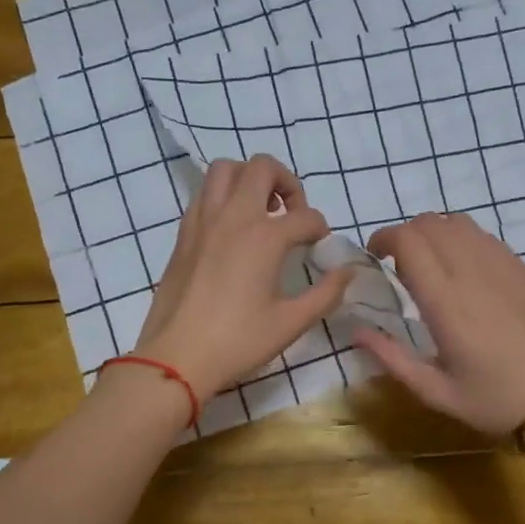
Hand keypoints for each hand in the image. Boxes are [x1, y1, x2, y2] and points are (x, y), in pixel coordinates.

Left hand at [135, 155, 352, 399]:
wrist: (176, 356)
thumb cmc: (238, 341)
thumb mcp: (291, 322)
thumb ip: (326, 293)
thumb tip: (348, 272)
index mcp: (264, 237)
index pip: (306, 216)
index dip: (320, 230)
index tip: (319, 248)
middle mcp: (233, 216)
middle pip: (263, 167)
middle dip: (286, 182)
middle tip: (292, 213)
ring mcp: (203, 220)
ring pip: (226, 168)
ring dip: (249, 179)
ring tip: (261, 211)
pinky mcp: (183, 233)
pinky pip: (204, 193)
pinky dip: (223, 196)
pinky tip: (232, 229)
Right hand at [357, 213, 524, 434]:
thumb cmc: (493, 402)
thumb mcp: (435, 391)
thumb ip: (391, 358)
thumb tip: (356, 330)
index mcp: (446, 302)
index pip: (409, 241)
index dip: (385, 238)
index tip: (375, 256)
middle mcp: (472, 273)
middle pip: (430, 223)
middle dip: (406, 234)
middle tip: (398, 264)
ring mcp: (502, 267)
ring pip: (459, 223)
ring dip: (435, 233)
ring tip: (431, 263)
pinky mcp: (523, 270)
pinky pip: (485, 237)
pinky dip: (463, 239)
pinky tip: (464, 269)